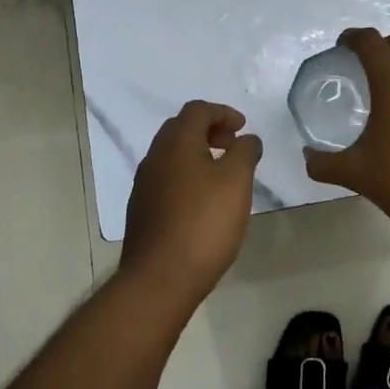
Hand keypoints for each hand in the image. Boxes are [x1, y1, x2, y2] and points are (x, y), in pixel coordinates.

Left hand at [120, 100, 262, 307]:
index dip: (223, 113)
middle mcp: (154, 156)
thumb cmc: (204, 222)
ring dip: (198, 154)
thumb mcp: (237, 181)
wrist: (160, 278)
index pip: (198, 110)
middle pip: (181, 129)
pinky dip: (187, 176)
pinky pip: (167, 179)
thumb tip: (247, 138)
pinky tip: (203, 201)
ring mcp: (144, 184)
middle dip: (209, 130)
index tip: (243, 128)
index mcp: (176, 142)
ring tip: (222, 174)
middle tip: (233, 145)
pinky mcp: (142, 210)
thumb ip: (245, 152)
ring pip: (172, 155)